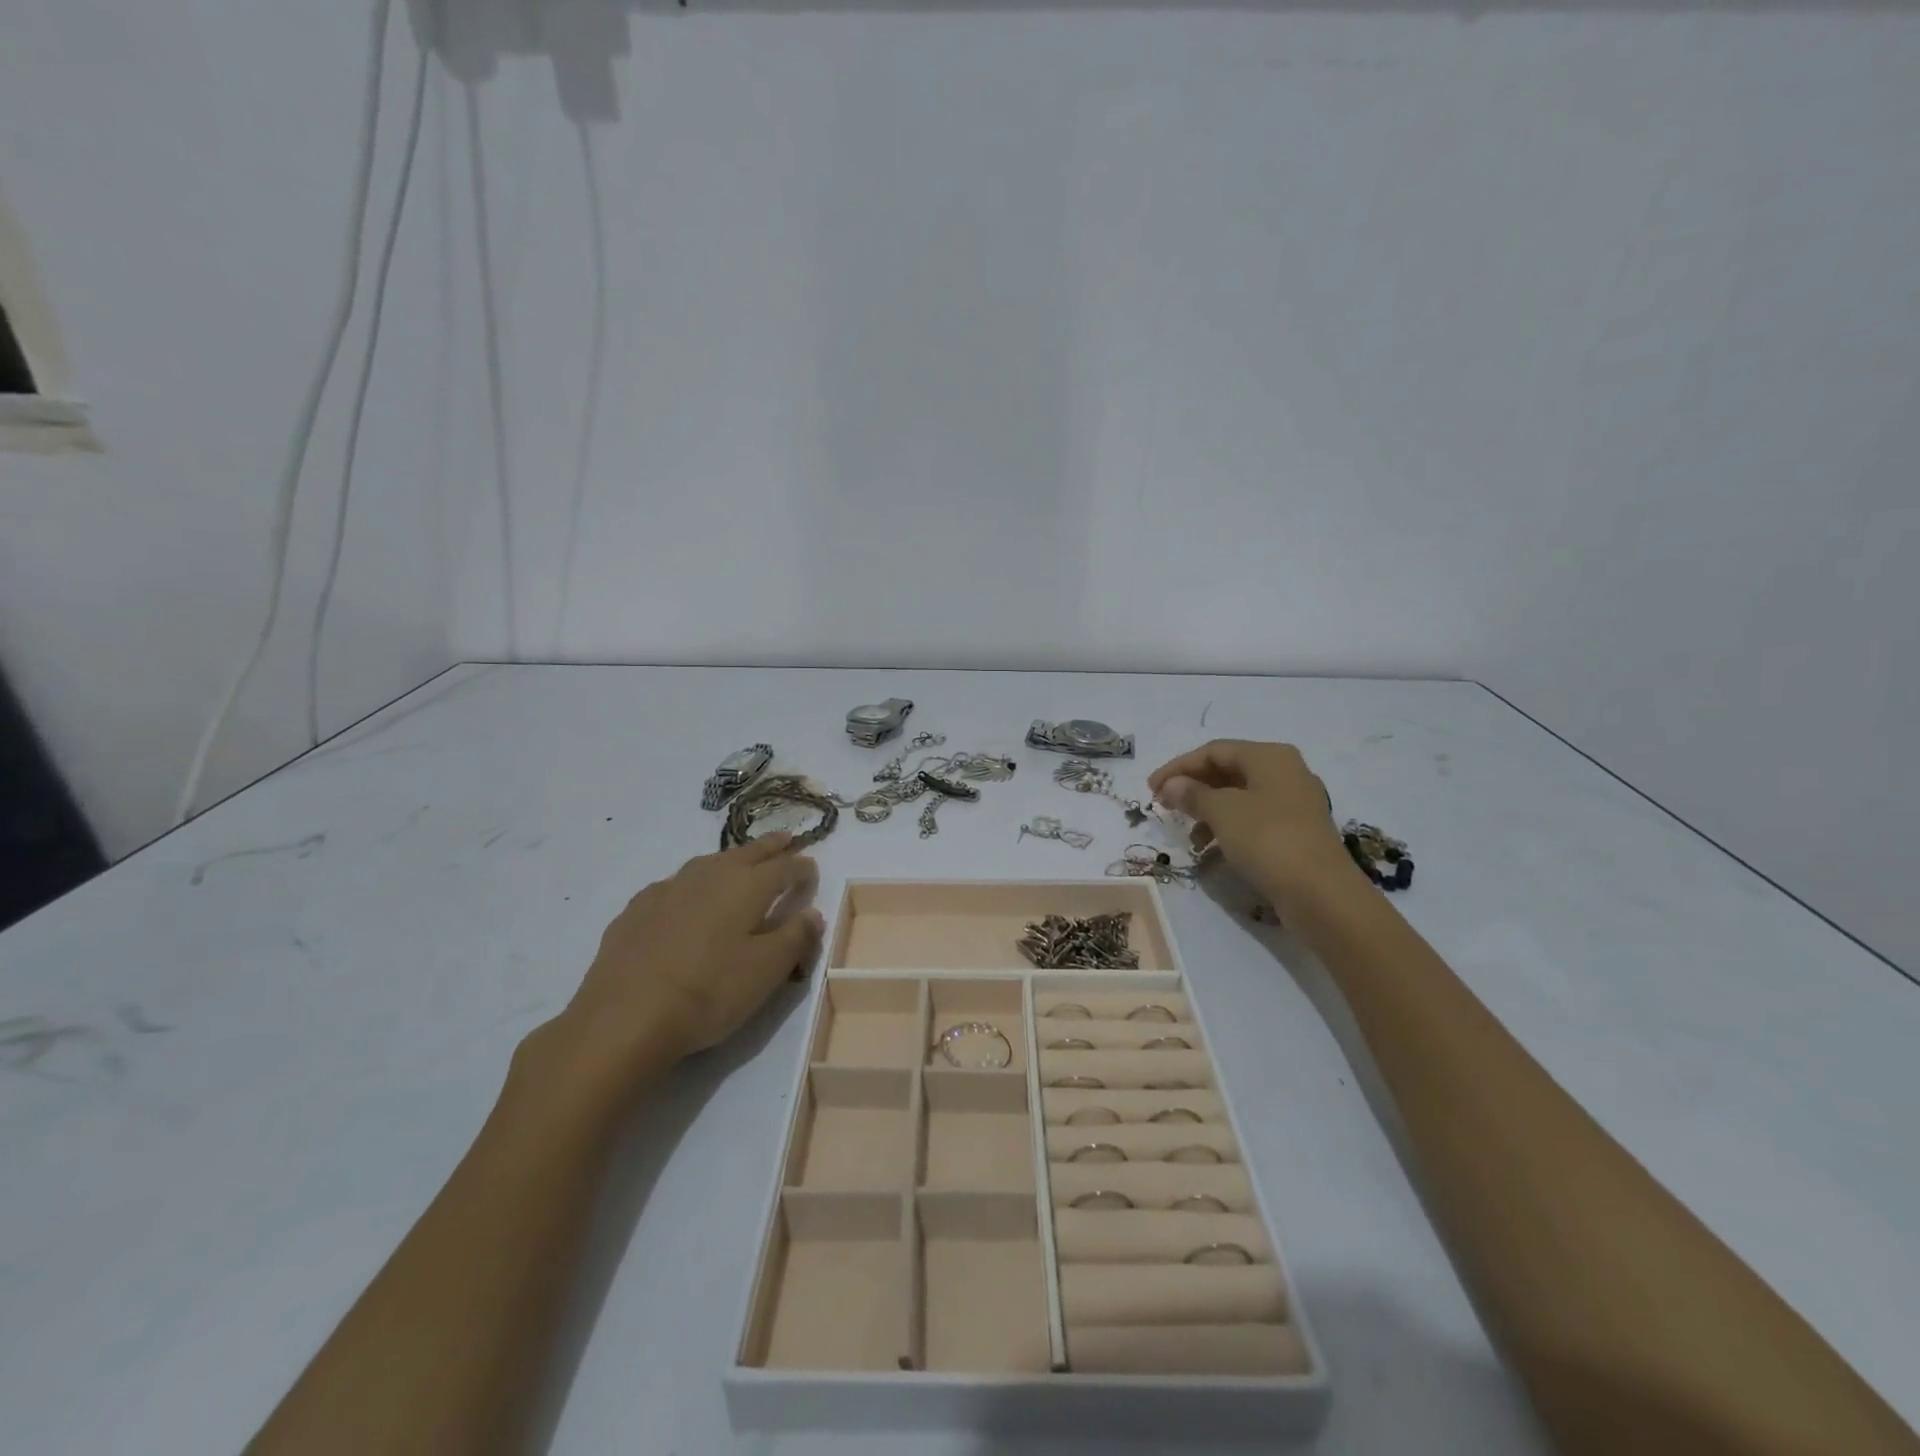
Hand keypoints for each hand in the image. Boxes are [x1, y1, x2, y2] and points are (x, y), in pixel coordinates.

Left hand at [529, 834, 823, 1104]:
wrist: (624, 1018)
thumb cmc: (709, 992)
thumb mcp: (767, 971)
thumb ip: (796, 937)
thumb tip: (813, 913)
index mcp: (747, 886)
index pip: (785, 868)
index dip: (803, 868)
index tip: (813, 871)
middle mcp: (709, 876)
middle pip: (747, 853)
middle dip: (770, 847)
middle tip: (785, 839)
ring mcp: (668, 889)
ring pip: (708, 863)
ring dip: (730, 860)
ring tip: (739, 863)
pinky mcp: (637, 909)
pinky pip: (675, 885)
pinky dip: (691, 884)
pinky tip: (686, 898)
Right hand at [1148, 740, 1353, 903]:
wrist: (1321, 894)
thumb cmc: (1268, 839)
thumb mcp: (1222, 812)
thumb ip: (1193, 794)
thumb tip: (1172, 785)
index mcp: (1269, 756)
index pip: (1213, 751)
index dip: (1178, 767)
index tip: (1150, 789)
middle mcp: (1285, 772)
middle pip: (1228, 771)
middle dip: (1193, 788)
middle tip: (1164, 807)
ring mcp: (1294, 803)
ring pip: (1240, 797)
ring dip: (1208, 811)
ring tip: (1188, 835)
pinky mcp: (1296, 832)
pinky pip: (1253, 819)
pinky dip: (1228, 828)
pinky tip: (1212, 850)